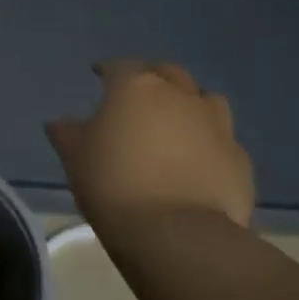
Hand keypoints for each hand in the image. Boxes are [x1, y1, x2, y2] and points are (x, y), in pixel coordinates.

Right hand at [46, 60, 253, 230]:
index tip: (99, 75)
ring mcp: (215, 124)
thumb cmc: (114, 184)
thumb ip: (67, 133)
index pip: (120, 66)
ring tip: (177, 123)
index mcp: (136, 87)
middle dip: (153, 79)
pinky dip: (209, 142)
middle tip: (140, 96)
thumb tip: (59, 122)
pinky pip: (222, 139)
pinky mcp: (238, 157)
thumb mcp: (75, 158)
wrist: (177, 233)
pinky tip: (199, 161)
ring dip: (189, 104)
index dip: (108, 70)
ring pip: (205, 99)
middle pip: (167, 73)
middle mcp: (179, 95)